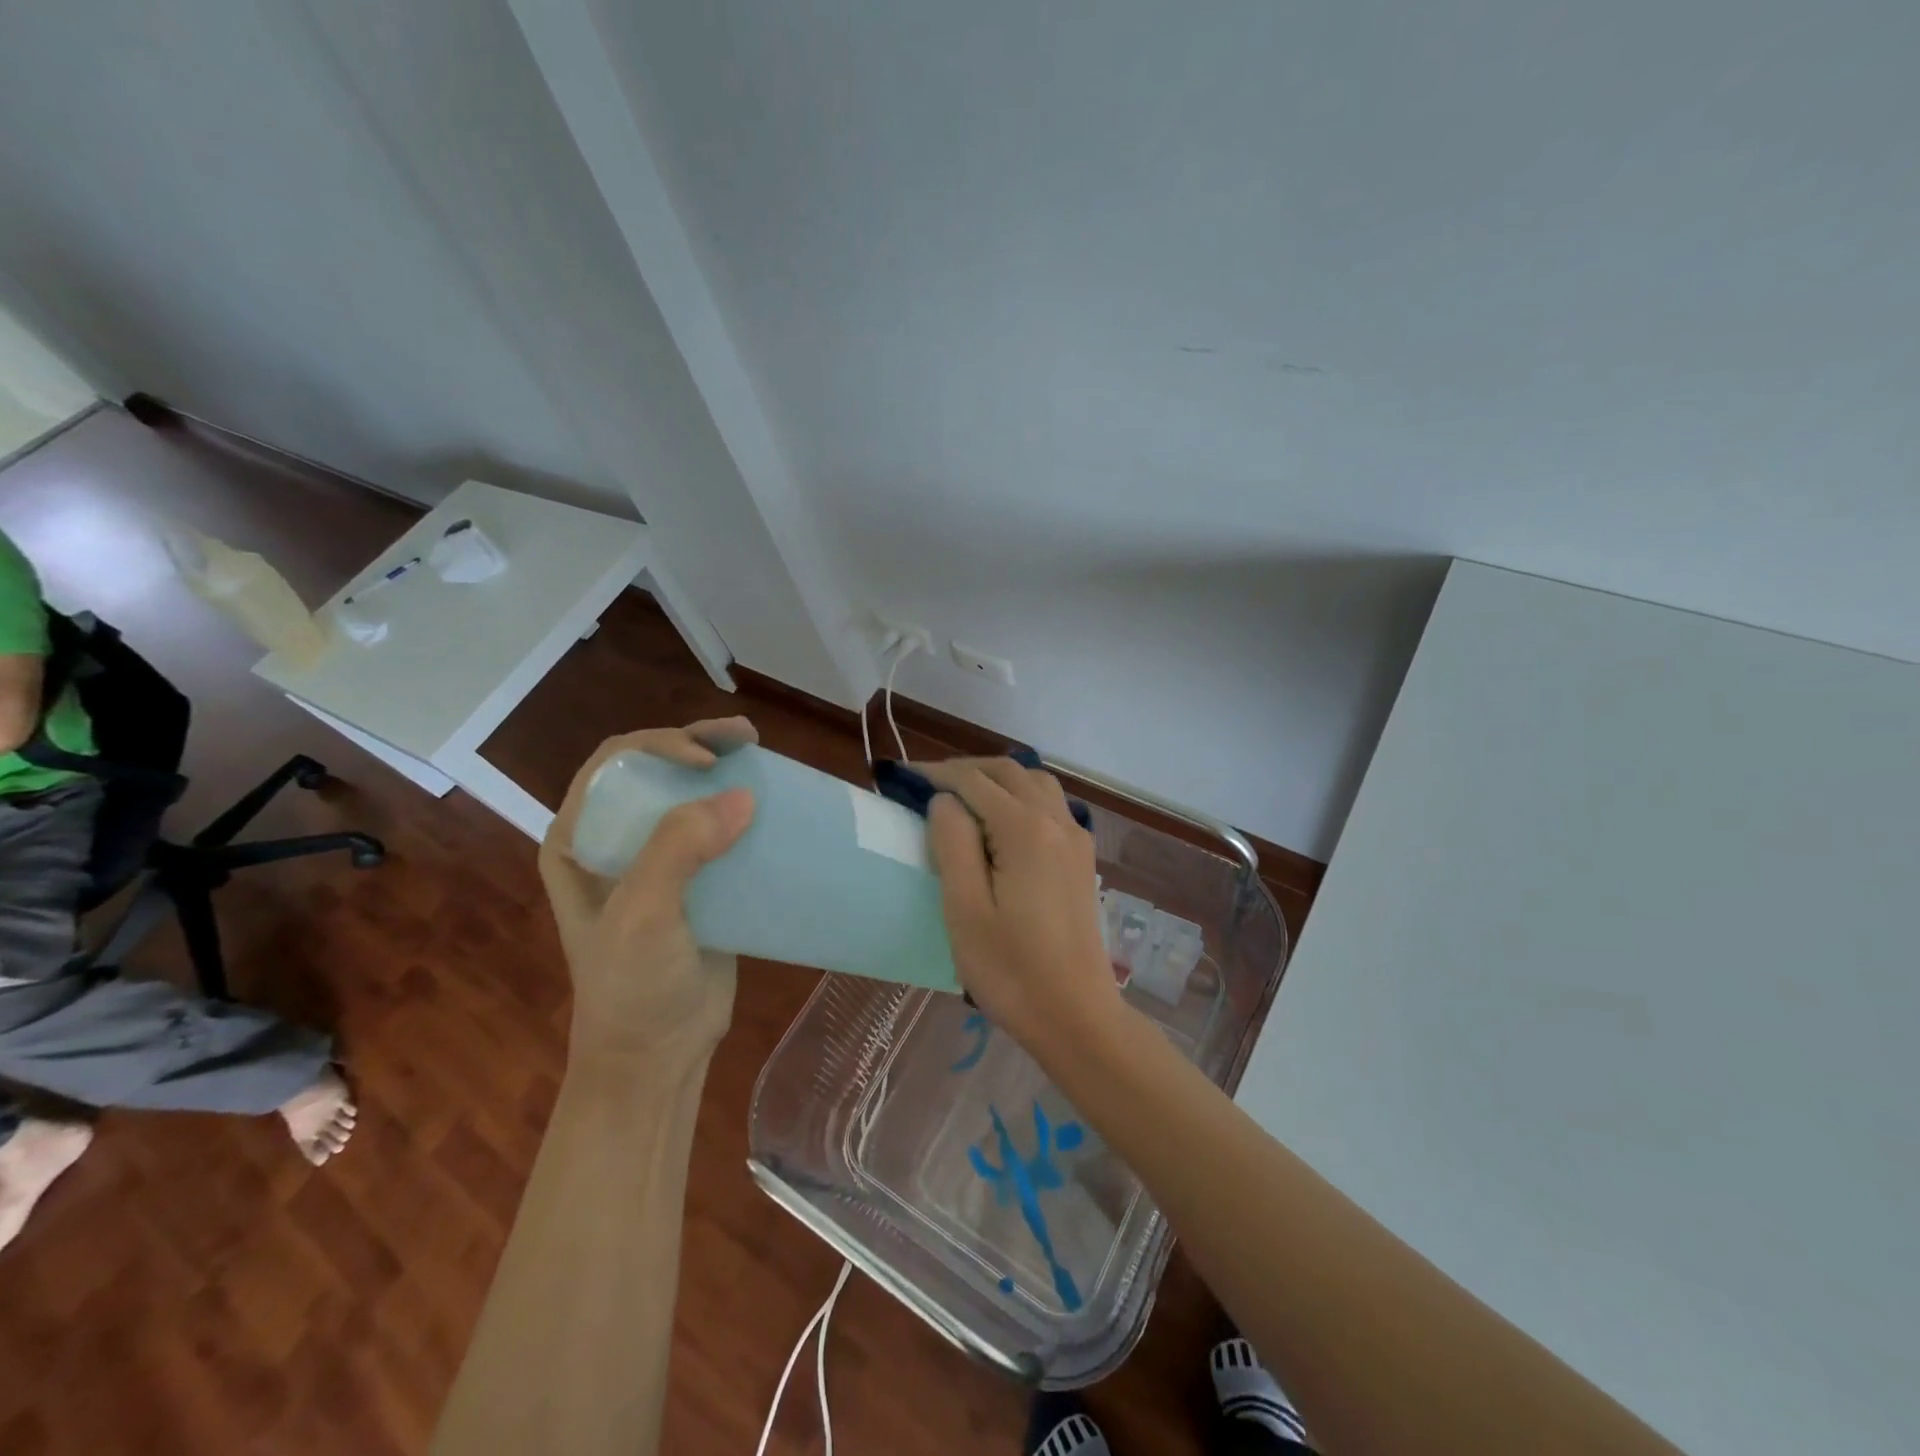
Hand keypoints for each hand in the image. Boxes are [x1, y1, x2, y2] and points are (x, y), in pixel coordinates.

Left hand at [539, 718, 757, 1061]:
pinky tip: (772, 806)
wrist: (657, 1057)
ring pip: (690, 796)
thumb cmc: (631, 988)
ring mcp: (658, 862)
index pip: (614, 765)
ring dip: (724, 769)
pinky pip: (719, 833)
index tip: (706, 761)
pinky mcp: (700, 883)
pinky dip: (744, 812)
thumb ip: (677, 851)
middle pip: (655, 769)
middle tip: (745, 738)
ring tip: (761, 755)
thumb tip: (742, 796)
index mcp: (579, 840)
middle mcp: (615, 842)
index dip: (659, 746)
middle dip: (697, 742)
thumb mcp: (642, 916)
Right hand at [922, 759, 1120, 1056]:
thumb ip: (953, 843)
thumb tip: (945, 801)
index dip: (936, 774)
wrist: (1076, 1015)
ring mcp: (1076, 838)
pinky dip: (1022, 796)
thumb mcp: (965, 909)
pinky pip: (1051, 805)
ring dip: (998, 779)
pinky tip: (1002, 823)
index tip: (904, 778)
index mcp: (1025, 830)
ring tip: (963, 799)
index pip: (974, 782)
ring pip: (1035, 783)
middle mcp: (1057, 821)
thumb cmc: (1010, 969)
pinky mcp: (1082, 858)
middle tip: (929, 785)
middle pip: (1009, 772)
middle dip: (967, 770)